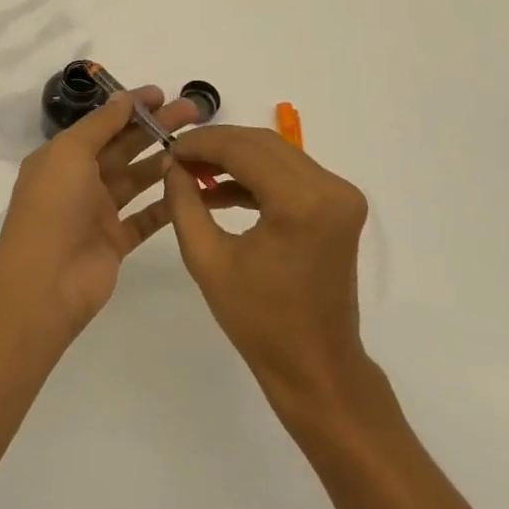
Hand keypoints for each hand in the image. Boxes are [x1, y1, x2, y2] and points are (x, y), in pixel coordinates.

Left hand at [0, 87, 200, 329]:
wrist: (45, 281)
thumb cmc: (53, 206)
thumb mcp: (70, 152)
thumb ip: (100, 125)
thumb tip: (124, 99)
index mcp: (63, 157)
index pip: (102, 124)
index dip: (131, 107)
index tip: (163, 94)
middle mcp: (80, 180)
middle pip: (124, 147)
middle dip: (155, 128)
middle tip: (193, 113)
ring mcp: (98, 212)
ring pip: (137, 179)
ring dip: (163, 162)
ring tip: (196, 147)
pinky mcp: (116, 242)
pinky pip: (146, 217)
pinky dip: (166, 203)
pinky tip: (192, 187)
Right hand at [163, 126, 377, 412]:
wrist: (316, 365)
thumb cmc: (259, 321)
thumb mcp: (207, 260)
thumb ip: (184, 204)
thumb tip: (171, 164)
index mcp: (301, 203)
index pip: (243, 149)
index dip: (201, 144)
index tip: (168, 148)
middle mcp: (330, 189)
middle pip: (262, 143)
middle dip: (216, 145)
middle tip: (177, 157)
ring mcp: (341, 196)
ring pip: (276, 154)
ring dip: (234, 157)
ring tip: (193, 173)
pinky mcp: (339, 206)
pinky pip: (290, 173)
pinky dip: (255, 175)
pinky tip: (219, 190)